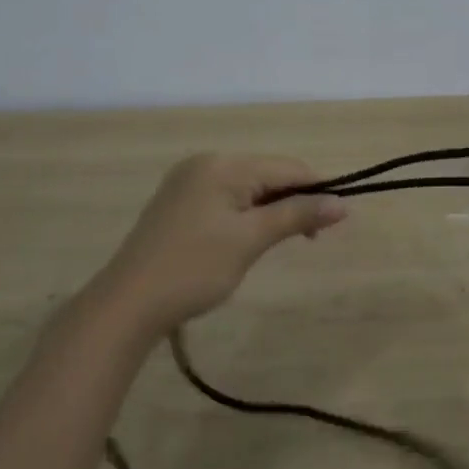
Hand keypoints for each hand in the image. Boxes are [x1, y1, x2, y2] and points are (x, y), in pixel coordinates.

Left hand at [99, 154, 346, 332]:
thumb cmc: (194, 269)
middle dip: (291, 201)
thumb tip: (342, 204)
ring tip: (277, 242)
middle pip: (266, 174)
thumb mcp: (251, 240)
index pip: (286, 167)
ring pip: (247, 187)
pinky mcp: (178, 203)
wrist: (127, 305)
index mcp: (224, 164)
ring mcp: (188, 182)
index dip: (316, 190)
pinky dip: (245, 215)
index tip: (335, 222)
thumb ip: (297, 215)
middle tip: (308, 239)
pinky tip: (245, 240)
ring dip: (269, 210)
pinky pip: (226, 198)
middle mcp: (206, 163)